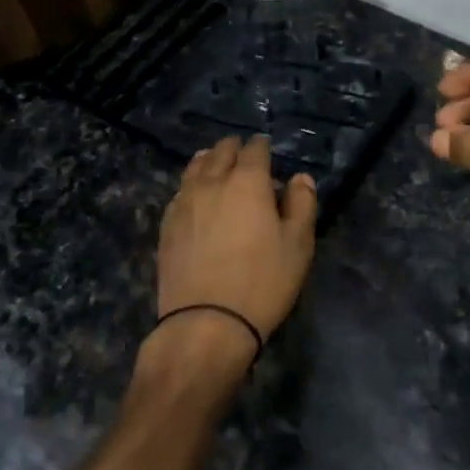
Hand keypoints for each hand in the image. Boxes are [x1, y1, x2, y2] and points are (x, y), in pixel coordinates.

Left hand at [151, 136, 316, 375]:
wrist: (206, 323)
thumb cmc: (262, 283)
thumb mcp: (298, 245)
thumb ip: (302, 204)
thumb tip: (299, 178)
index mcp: (248, 182)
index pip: (254, 150)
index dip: (262, 146)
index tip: (266, 148)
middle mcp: (213, 182)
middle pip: (221, 152)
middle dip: (234, 148)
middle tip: (243, 154)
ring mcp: (184, 202)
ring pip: (195, 167)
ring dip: (209, 160)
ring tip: (215, 164)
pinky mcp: (167, 224)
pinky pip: (180, 191)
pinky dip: (191, 184)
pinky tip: (195, 195)